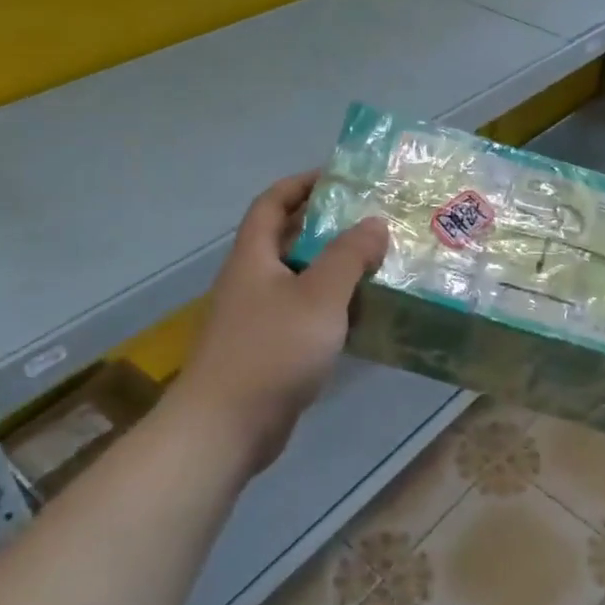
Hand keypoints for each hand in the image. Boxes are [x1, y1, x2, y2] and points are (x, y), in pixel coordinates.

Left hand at [173, 172, 387, 471]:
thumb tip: (374, 222)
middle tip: (372, 220)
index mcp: (254, 257)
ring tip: (378, 261)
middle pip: (287, 238)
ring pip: (300, 278)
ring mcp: (258, 317)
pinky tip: (362, 312)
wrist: (226, 427)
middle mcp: (251, 280)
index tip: (340, 177)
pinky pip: (304, 313)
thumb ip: (349, 256)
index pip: (272, 203)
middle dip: (327, 225)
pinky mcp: (269, 349)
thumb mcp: (320, 296)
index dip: (302, 183)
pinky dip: (331, 305)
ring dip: (334, 267)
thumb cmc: (272, 350)